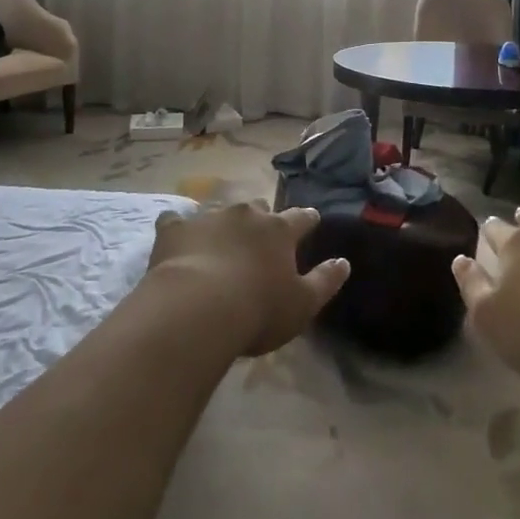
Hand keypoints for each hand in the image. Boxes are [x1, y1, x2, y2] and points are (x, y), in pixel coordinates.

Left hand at [147, 202, 350, 357]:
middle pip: (259, 208)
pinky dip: (179, 229)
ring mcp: (209, 217)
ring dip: (223, 223)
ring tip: (220, 239)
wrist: (197, 310)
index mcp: (279, 230)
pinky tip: (176, 238)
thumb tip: (344, 262)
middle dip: (262, 218)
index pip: (301, 217)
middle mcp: (246, 214)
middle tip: (260, 236)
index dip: (307, 219)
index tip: (311, 221)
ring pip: (220, 211)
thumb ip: (325, 281)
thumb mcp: (302, 304)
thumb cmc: (257, 310)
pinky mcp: (175, 229)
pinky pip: (176, 221)